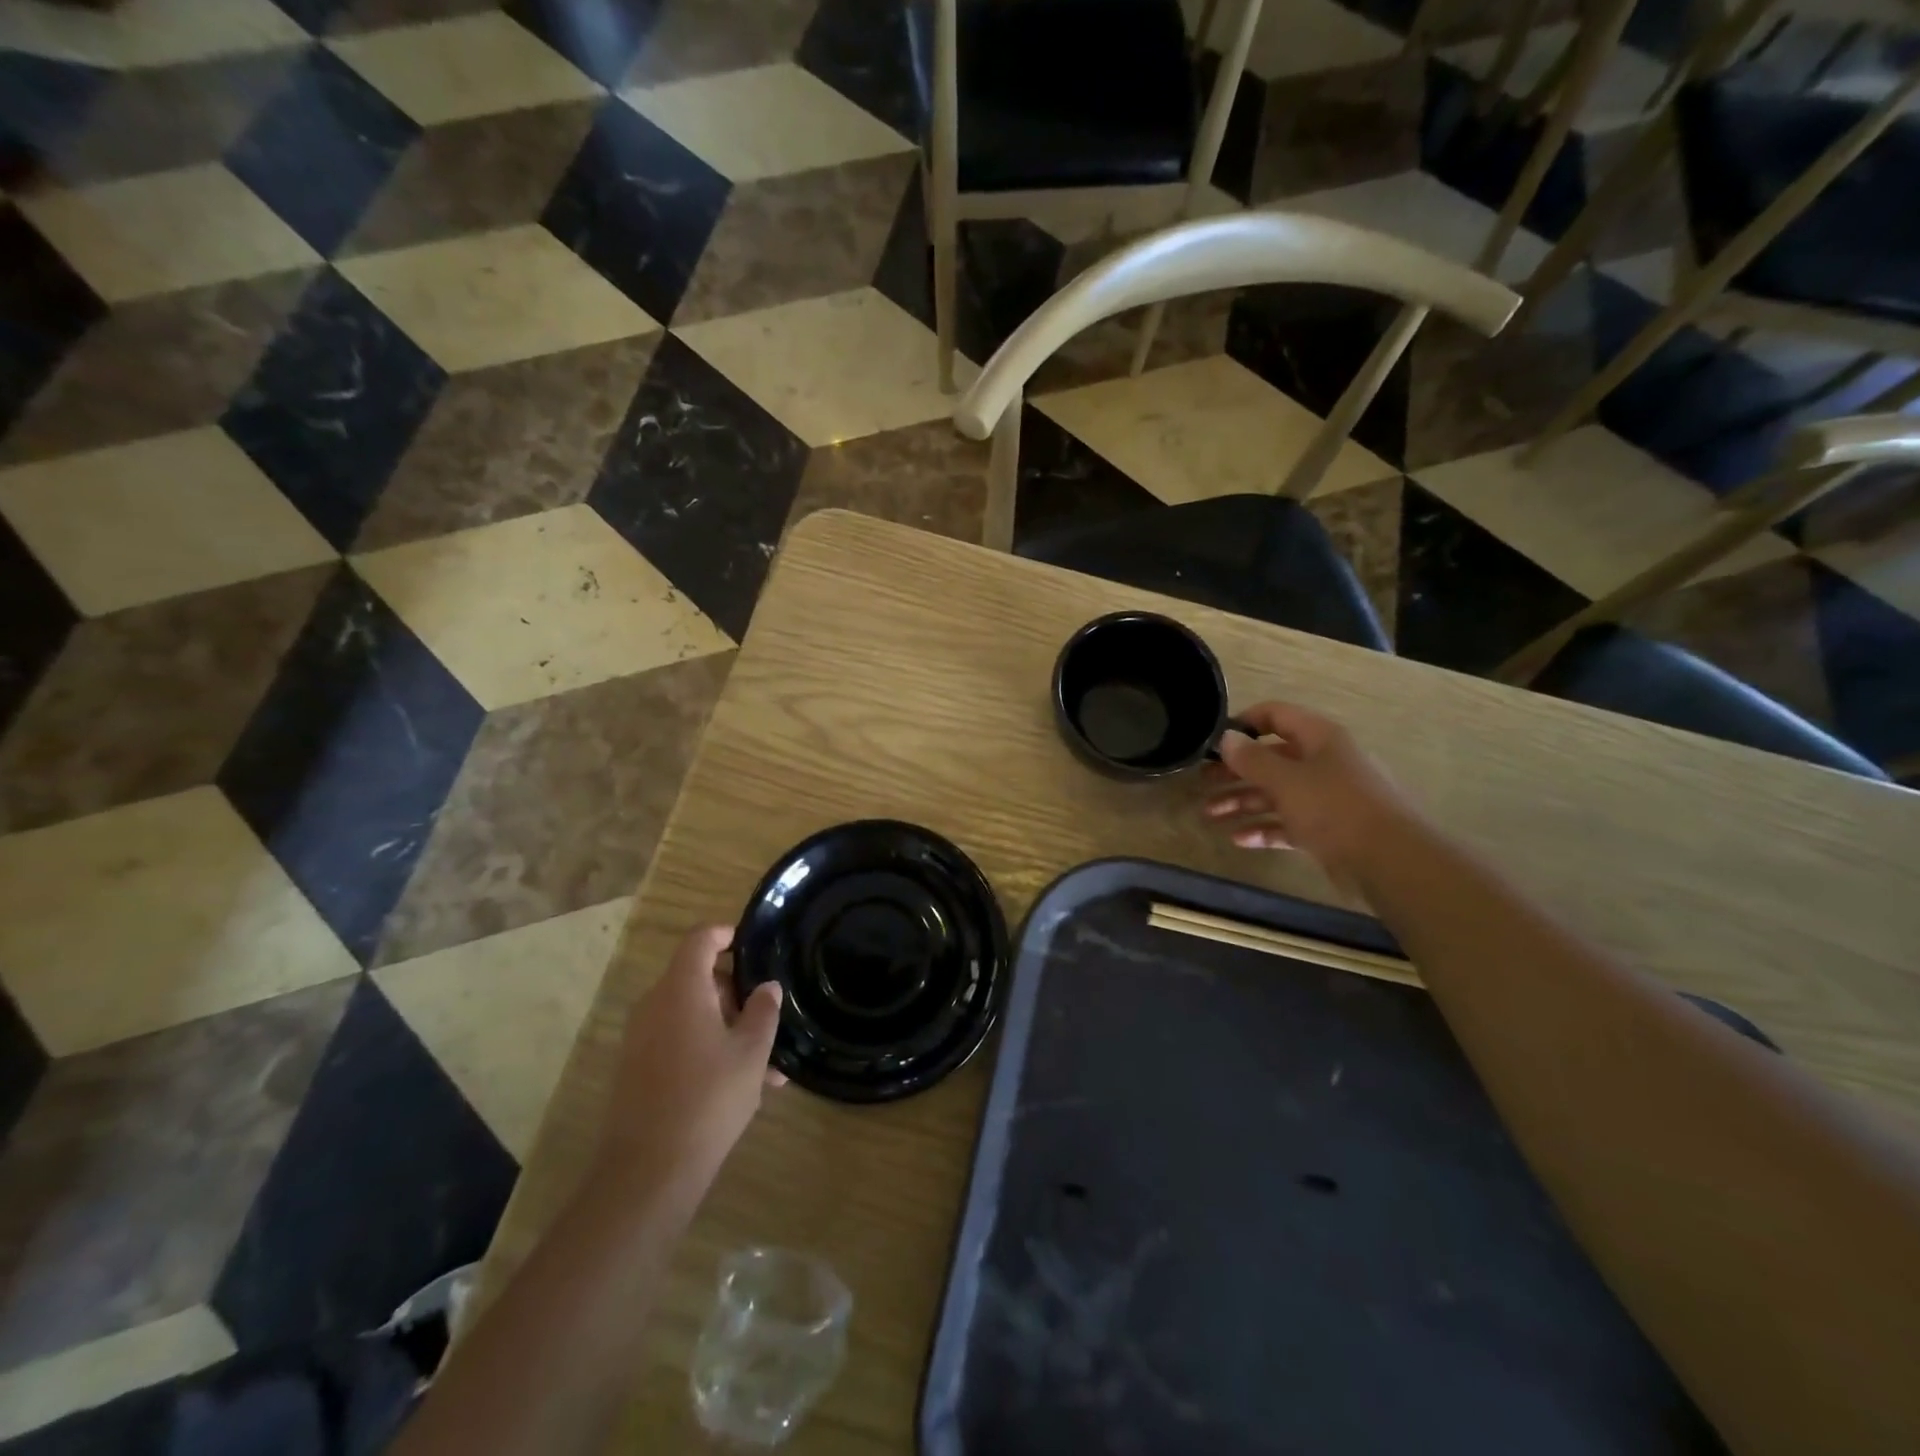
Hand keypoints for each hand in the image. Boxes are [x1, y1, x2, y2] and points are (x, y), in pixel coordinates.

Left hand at [595, 926, 784, 1194]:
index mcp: (681, 989)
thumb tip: (767, 987)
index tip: (754, 945)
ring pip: (692, 1015)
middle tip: (769, 1017)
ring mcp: (641, 1039)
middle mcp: (655, 1005)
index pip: (701, 939)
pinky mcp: (637, 1069)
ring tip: (768, 1065)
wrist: (648, 1172)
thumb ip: (763, 1012)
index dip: (727, 934)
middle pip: (698, 978)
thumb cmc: (708, 1099)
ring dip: (728, 1028)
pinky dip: (708, 1049)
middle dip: (736, 993)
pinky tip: (743, 1086)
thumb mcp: (751, 1053)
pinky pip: (678, 1041)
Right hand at [1203, 702, 1413, 886]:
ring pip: (1276, 793)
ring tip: (1209, 815)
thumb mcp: (1287, 780)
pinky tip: (1238, 839)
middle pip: (1271, 758)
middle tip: (1201, 782)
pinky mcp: (1328, 830)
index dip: (1244, 723)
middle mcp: (1323, 762)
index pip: (1276, 715)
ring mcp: (1326, 798)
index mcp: (1319, 738)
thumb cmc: (1336, 808)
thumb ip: (1252, 759)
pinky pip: (1288, 823)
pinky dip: (1264, 829)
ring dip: (1242, 802)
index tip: (1213, 739)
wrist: (1392, 861)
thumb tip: (1226, 738)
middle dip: (1235, 771)